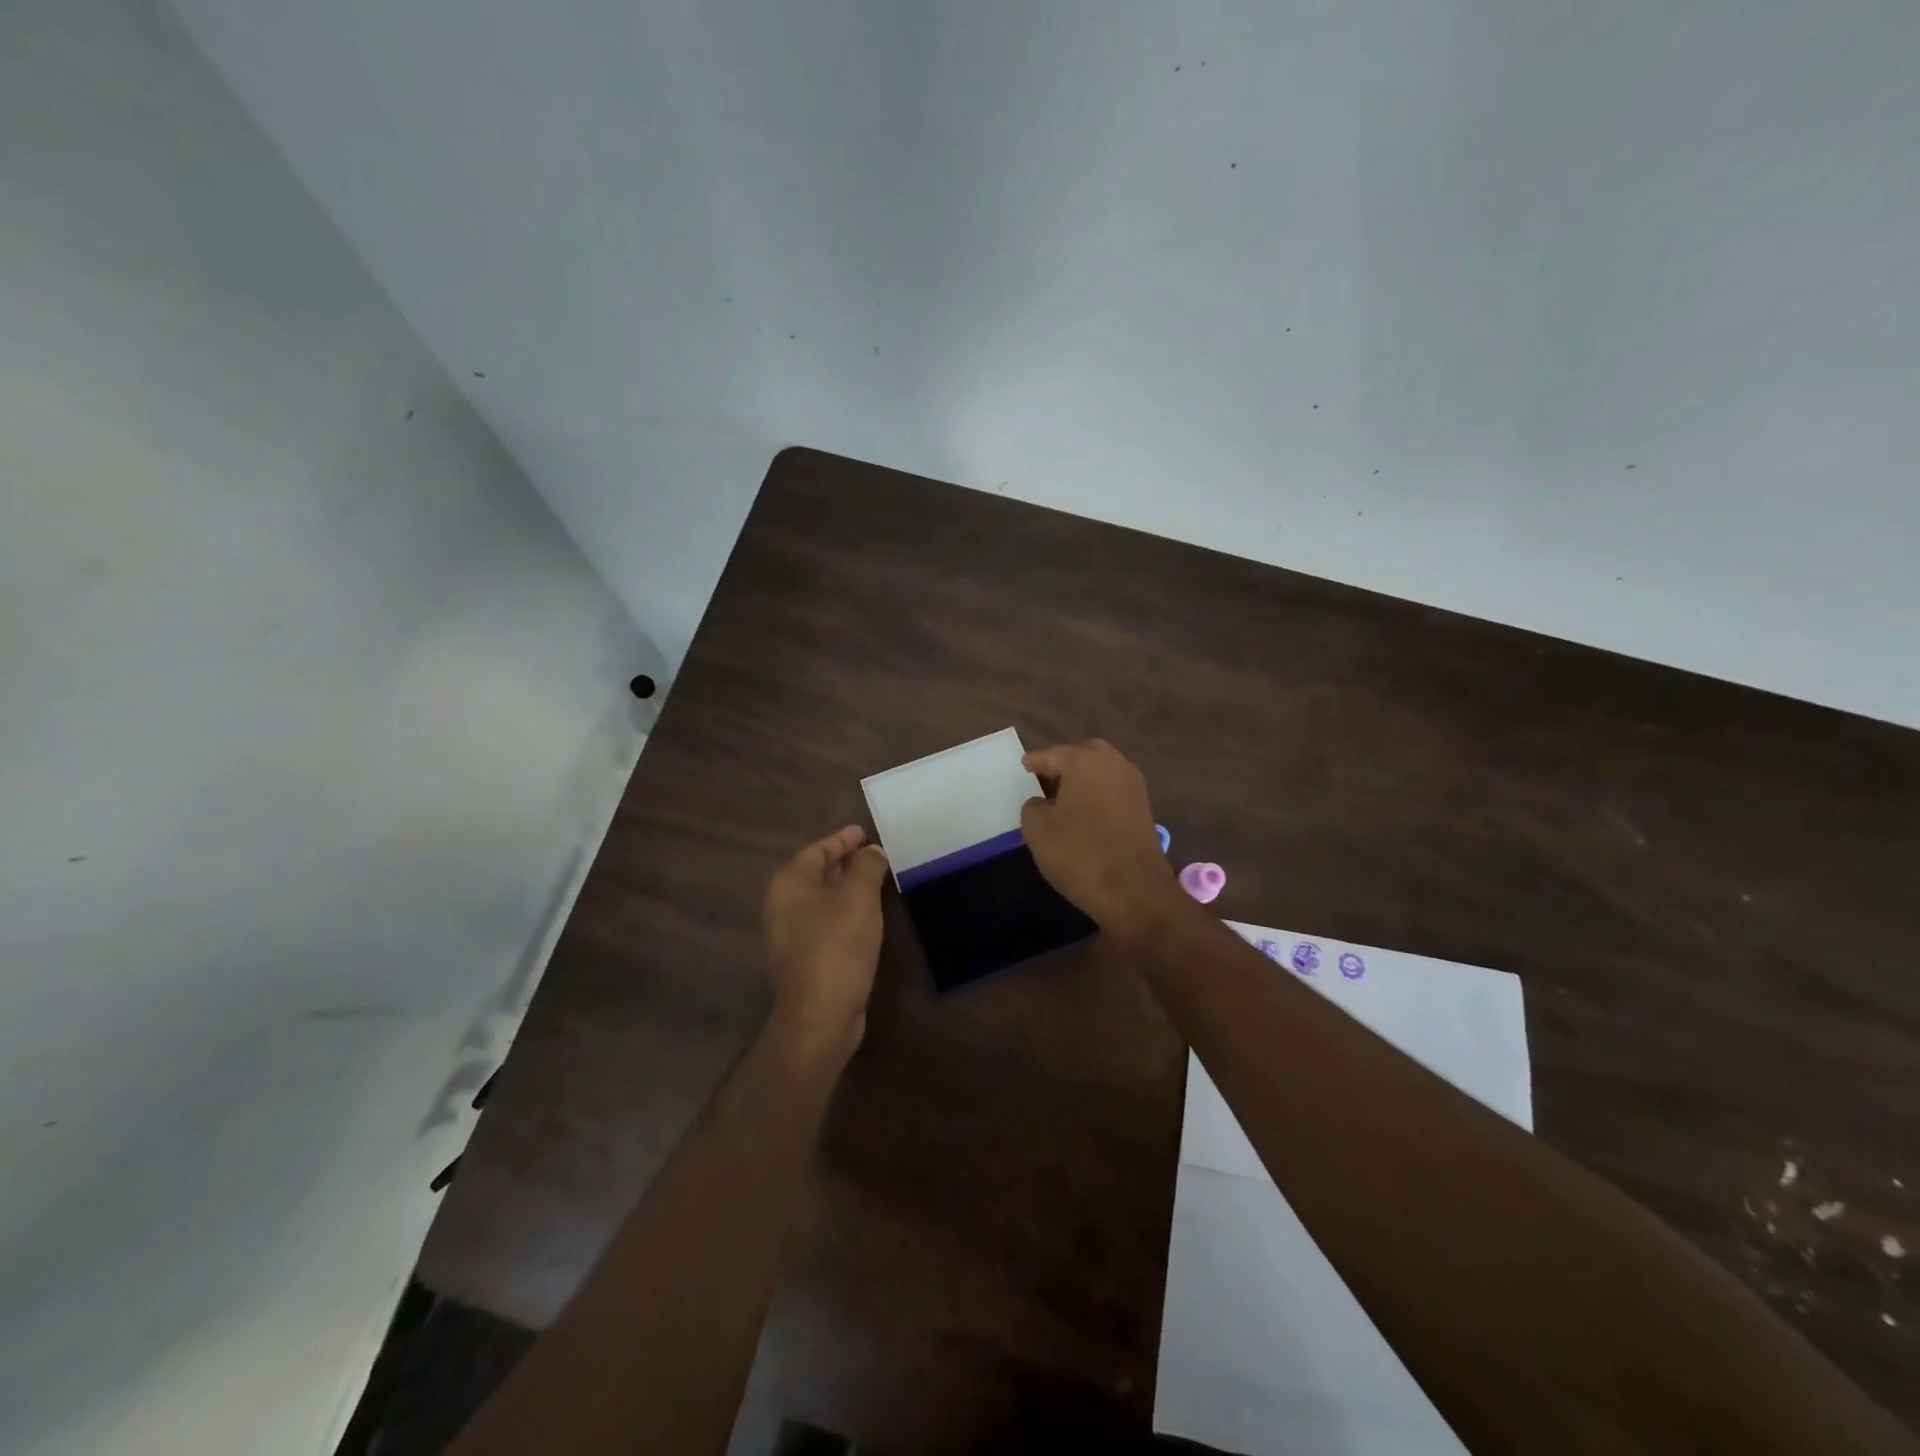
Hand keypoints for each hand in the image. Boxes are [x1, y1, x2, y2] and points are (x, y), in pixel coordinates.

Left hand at [761, 825, 889, 1055]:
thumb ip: (866, 866)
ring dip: (845, 888)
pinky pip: (824, 922)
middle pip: (815, 873)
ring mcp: (789, 935)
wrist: (820, 1013)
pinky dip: (843, 912)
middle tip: (871, 853)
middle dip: (843, 862)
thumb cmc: (837, 945)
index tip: (863, 832)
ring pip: (820, 899)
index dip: (841, 839)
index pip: (816, 850)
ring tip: (873, 880)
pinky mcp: (802, 959)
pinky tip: (865, 916)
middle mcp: (781, 905)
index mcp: (789, 883)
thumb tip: (871, 851)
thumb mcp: (859, 897)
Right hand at [1021, 740, 1182, 934]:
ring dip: (1083, 781)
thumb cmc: (1079, 852)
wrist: (1134, 890)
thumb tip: (1042, 803)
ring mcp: (1133, 787)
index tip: (1024, 765)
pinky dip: (1097, 797)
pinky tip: (1084, 815)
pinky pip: (1113, 792)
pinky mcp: (1144, 810)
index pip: (1053, 754)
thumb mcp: (1037, 829)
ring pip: (1102, 773)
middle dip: (1064, 765)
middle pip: (1084, 756)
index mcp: (1085, 761)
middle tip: (1045, 781)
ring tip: (1062, 801)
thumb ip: (1033, 806)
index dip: (1036, 761)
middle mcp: (1113, 765)